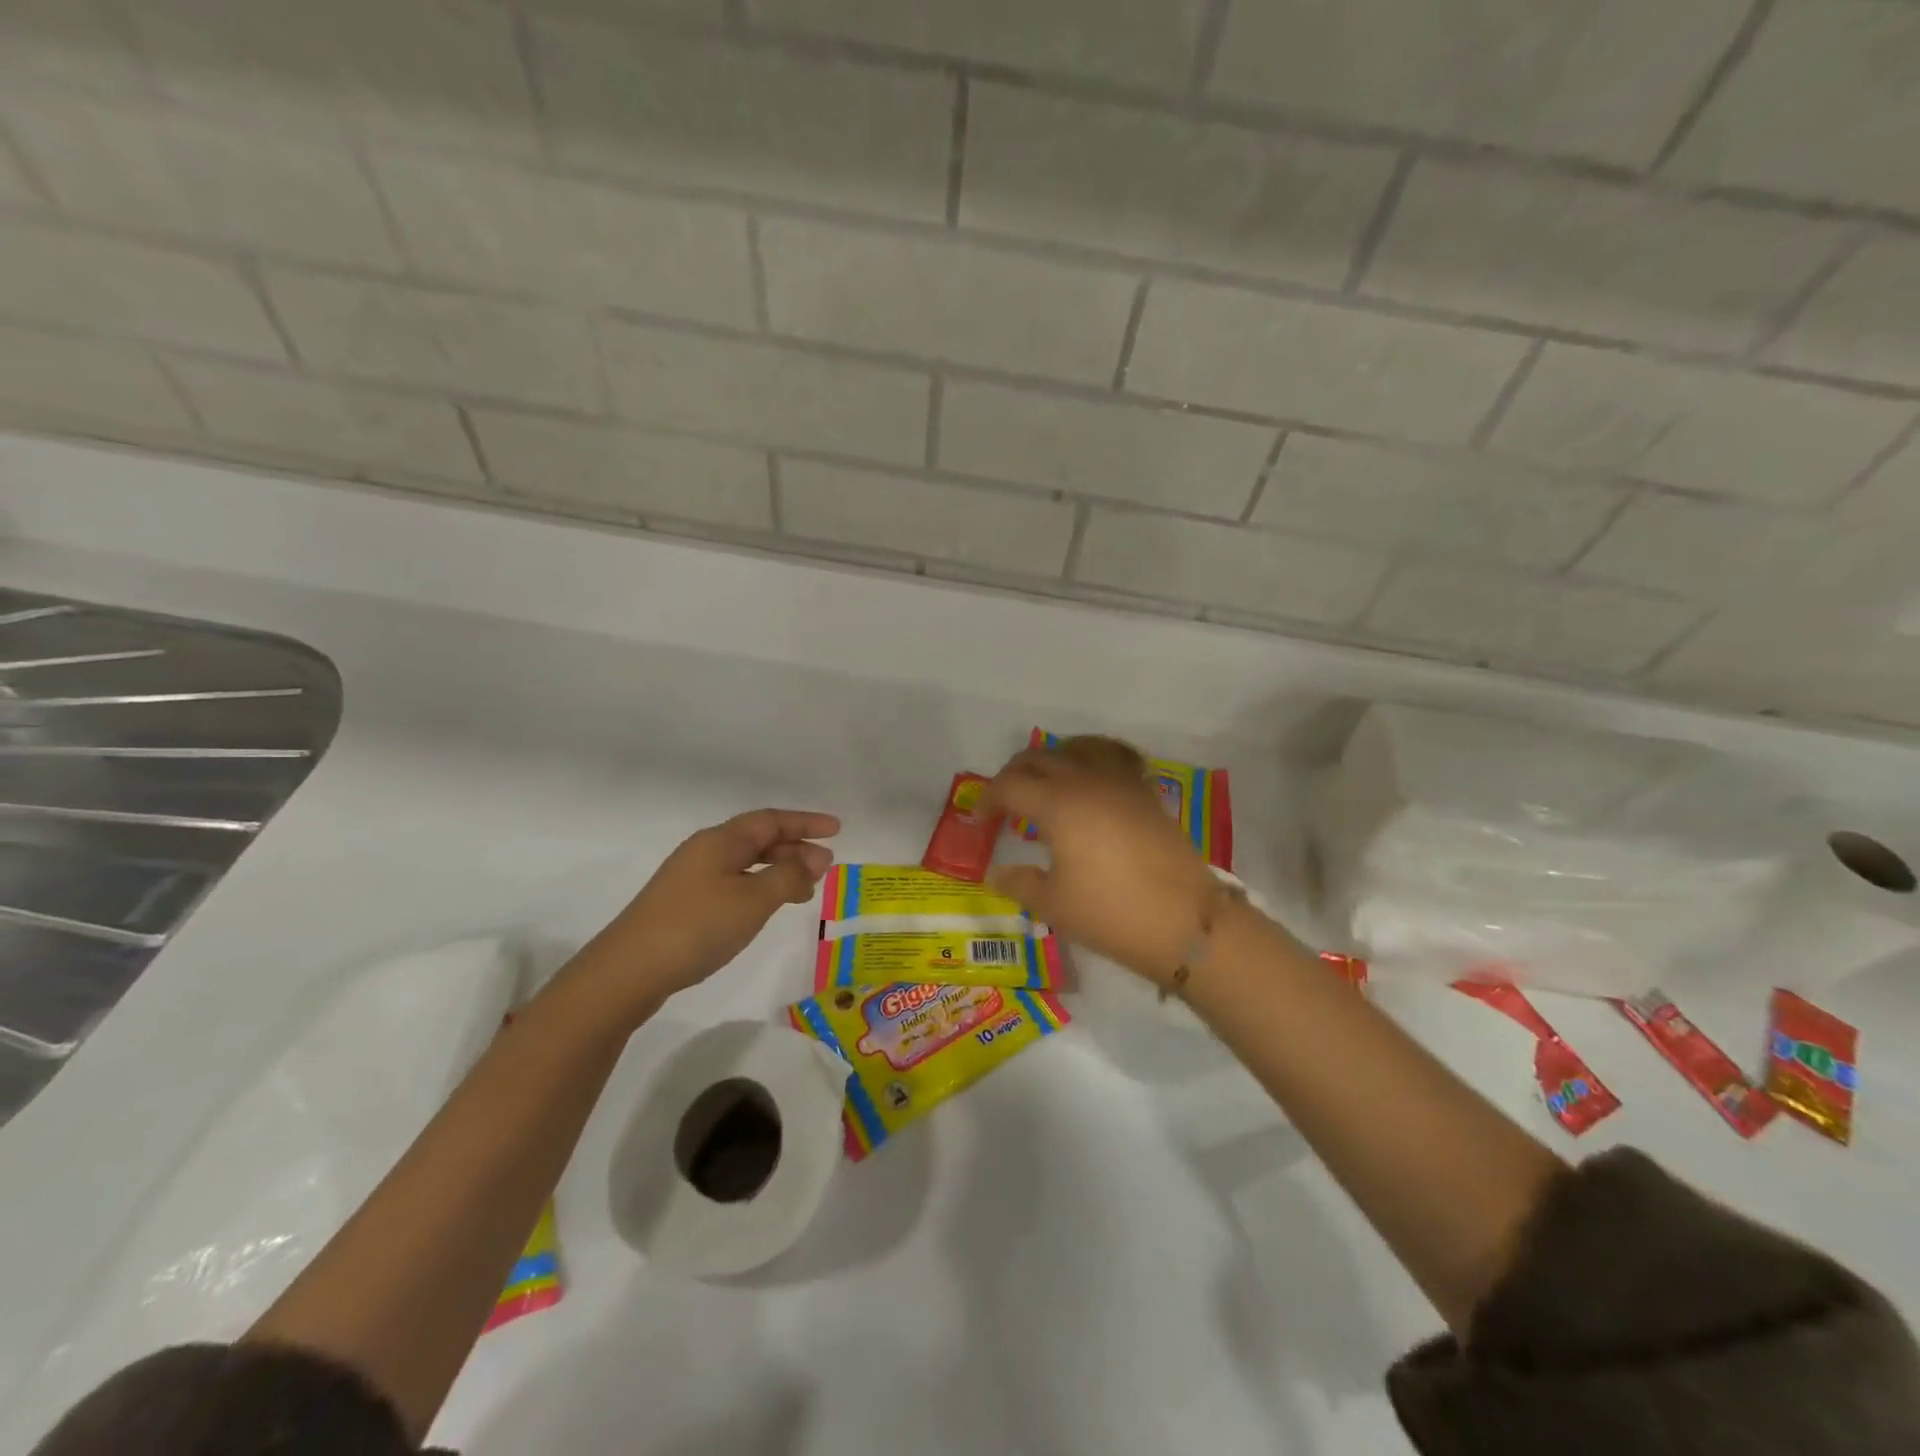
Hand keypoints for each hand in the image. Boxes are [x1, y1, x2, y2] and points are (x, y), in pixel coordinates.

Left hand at [584, 808, 838, 1011]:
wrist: (629, 970)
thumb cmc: (697, 926)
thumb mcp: (753, 900)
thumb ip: (788, 876)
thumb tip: (814, 860)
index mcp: (720, 840)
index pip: (771, 820)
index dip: (805, 822)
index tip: (837, 830)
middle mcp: (705, 851)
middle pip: (758, 839)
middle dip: (795, 848)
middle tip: (826, 867)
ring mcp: (692, 879)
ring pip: (746, 864)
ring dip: (779, 871)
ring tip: (805, 890)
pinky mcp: (685, 905)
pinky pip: (734, 883)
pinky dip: (760, 888)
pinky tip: (767, 908)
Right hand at [980, 750, 1219, 984]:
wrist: (1186, 921)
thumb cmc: (1111, 913)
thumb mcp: (1054, 905)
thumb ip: (1020, 883)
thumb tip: (998, 872)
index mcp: (1058, 804)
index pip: (1010, 786)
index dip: (988, 800)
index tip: (980, 822)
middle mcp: (1087, 781)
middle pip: (1040, 757)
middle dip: (1014, 774)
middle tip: (1005, 800)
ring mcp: (1122, 783)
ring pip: (1079, 748)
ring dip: (1054, 759)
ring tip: (1046, 782)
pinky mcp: (1147, 793)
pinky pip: (1114, 759)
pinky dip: (1094, 761)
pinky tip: (1092, 783)